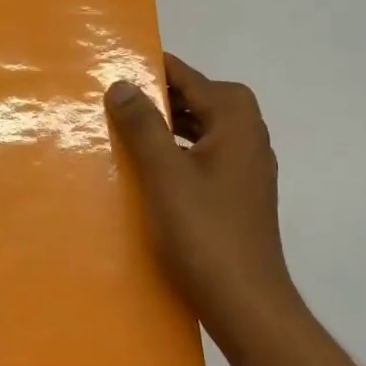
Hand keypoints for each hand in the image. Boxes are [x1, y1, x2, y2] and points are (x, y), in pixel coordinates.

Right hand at [105, 54, 303, 350]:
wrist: (246, 302)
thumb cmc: (204, 232)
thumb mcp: (165, 174)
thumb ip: (144, 125)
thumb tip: (123, 83)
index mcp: (236, 122)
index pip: (191, 78)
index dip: (155, 69)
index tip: (117, 63)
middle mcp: (249, 137)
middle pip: (202, 100)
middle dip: (161, 96)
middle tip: (117, 98)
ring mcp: (247, 169)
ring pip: (204, 129)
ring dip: (170, 125)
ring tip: (127, 129)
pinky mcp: (239, 195)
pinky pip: (205, 156)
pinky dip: (179, 152)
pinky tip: (151, 170)